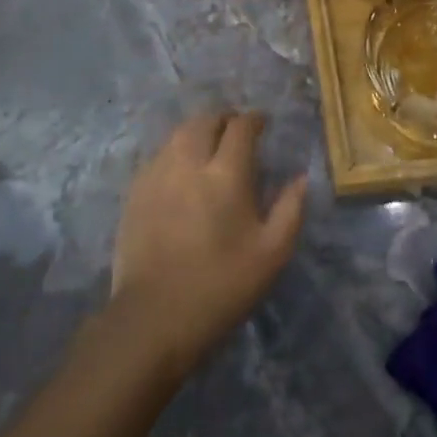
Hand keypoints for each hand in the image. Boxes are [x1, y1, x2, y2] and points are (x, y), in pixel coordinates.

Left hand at [109, 113, 307, 374]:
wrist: (154, 317)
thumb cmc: (221, 286)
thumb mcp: (271, 254)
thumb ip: (290, 209)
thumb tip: (301, 177)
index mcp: (226, 174)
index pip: (241, 127)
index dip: (254, 120)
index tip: (263, 124)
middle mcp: (188, 163)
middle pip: (205, 120)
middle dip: (224, 119)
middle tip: (236, 130)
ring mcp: (157, 174)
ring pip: (178, 134)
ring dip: (198, 131)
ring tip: (210, 145)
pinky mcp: (135, 191)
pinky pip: (159, 155)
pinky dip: (176, 151)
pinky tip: (182, 170)